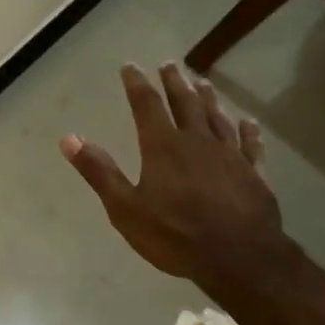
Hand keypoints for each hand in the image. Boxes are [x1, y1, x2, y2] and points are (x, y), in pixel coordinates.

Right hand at [61, 63, 286, 296]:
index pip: (147, 105)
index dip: (137, 84)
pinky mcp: (255, 174)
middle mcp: (198, 142)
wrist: (240, 259)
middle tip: (169, 65)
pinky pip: (251, 145)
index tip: (130, 66)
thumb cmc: (176, 235)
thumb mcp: (125, 208)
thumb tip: (69, 138)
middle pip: (185, 103)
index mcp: (163, 147)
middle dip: (174, 83)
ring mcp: (230, 156)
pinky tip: (249, 122)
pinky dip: (249, 131)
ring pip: (217, 118)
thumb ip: (99, 172)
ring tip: (202, 82)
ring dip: (208, 99)